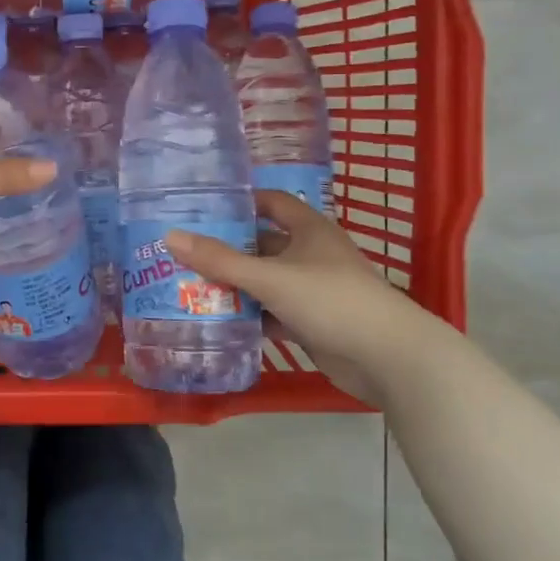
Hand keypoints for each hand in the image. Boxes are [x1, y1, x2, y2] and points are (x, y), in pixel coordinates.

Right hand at [165, 193, 424, 387]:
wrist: (389, 359)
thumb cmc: (332, 301)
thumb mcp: (271, 277)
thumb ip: (220, 260)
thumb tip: (170, 236)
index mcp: (309, 230)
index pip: (272, 202)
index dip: (241, 201)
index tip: (203, 206)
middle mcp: (311, 255)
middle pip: (262, 244)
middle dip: (226, 248)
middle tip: (182, 249)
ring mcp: (312, 290)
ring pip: (264, 280)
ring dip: (234, 284)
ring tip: (188, 282)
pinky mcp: (311, 322)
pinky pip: (271, 311)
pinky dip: (248, 314)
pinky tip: (217, 318)